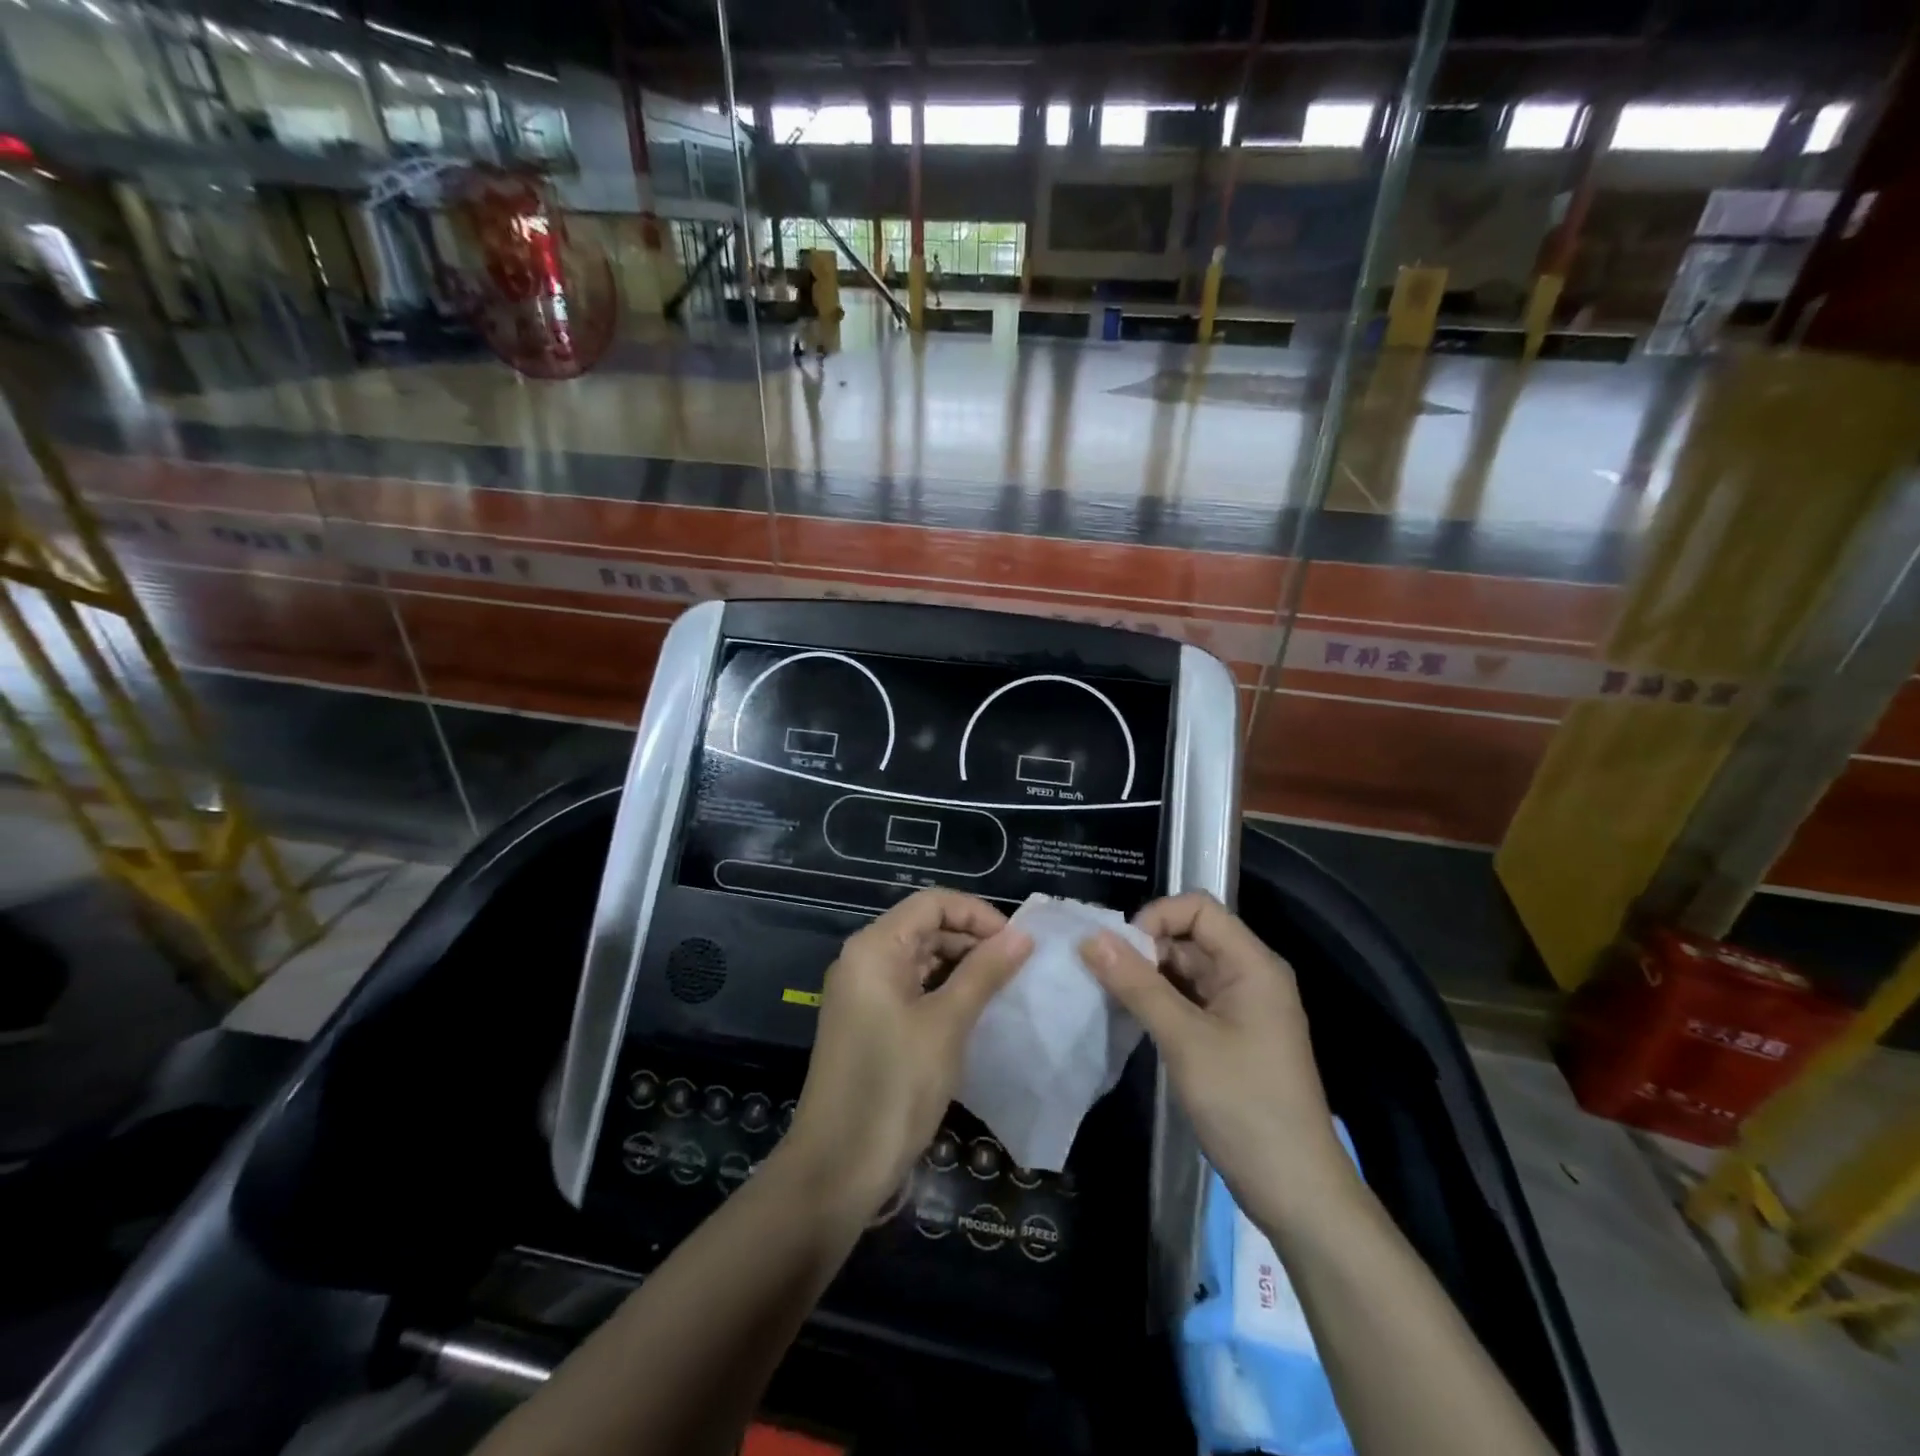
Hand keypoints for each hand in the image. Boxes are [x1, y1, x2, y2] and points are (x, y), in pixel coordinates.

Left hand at [784, 889, 1031, 1219]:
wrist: (836, 1168)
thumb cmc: (894, 1086)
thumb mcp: (947, 1024)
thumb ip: (984, 972)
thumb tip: (1023, 935)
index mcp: (874, 947)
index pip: (932, 903)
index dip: (977, 914)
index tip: (1017, 943)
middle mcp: (863, 960)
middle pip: (924, 927)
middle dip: (972, 939)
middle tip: (1017, 968)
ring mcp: (863, 993)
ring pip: (919, 959)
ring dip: (960, 967)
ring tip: (1004, 988)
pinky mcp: (868, 1023)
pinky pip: (911, 989)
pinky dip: (943, 992)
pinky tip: (975, 1011)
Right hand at [1079, 892, 1355, 1230]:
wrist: (1295, 1190)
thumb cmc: (1244, 1104)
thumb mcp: (1184, 1039)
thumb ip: (1137, 984)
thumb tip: (1090, 937)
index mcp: (1252, 964)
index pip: (1198, 908)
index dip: (1156, 917)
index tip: (1120, 951)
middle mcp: (1249, 976)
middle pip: (1190, 936)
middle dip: (1145, 948)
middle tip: (1104, 977)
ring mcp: (1241, 1008)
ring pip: (1185, 969)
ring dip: (1148, 976)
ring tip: (1110, 996)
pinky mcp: (1231, 1036)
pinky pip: (1189, 1000)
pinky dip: (1159, 1002)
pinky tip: (1131, 1019)